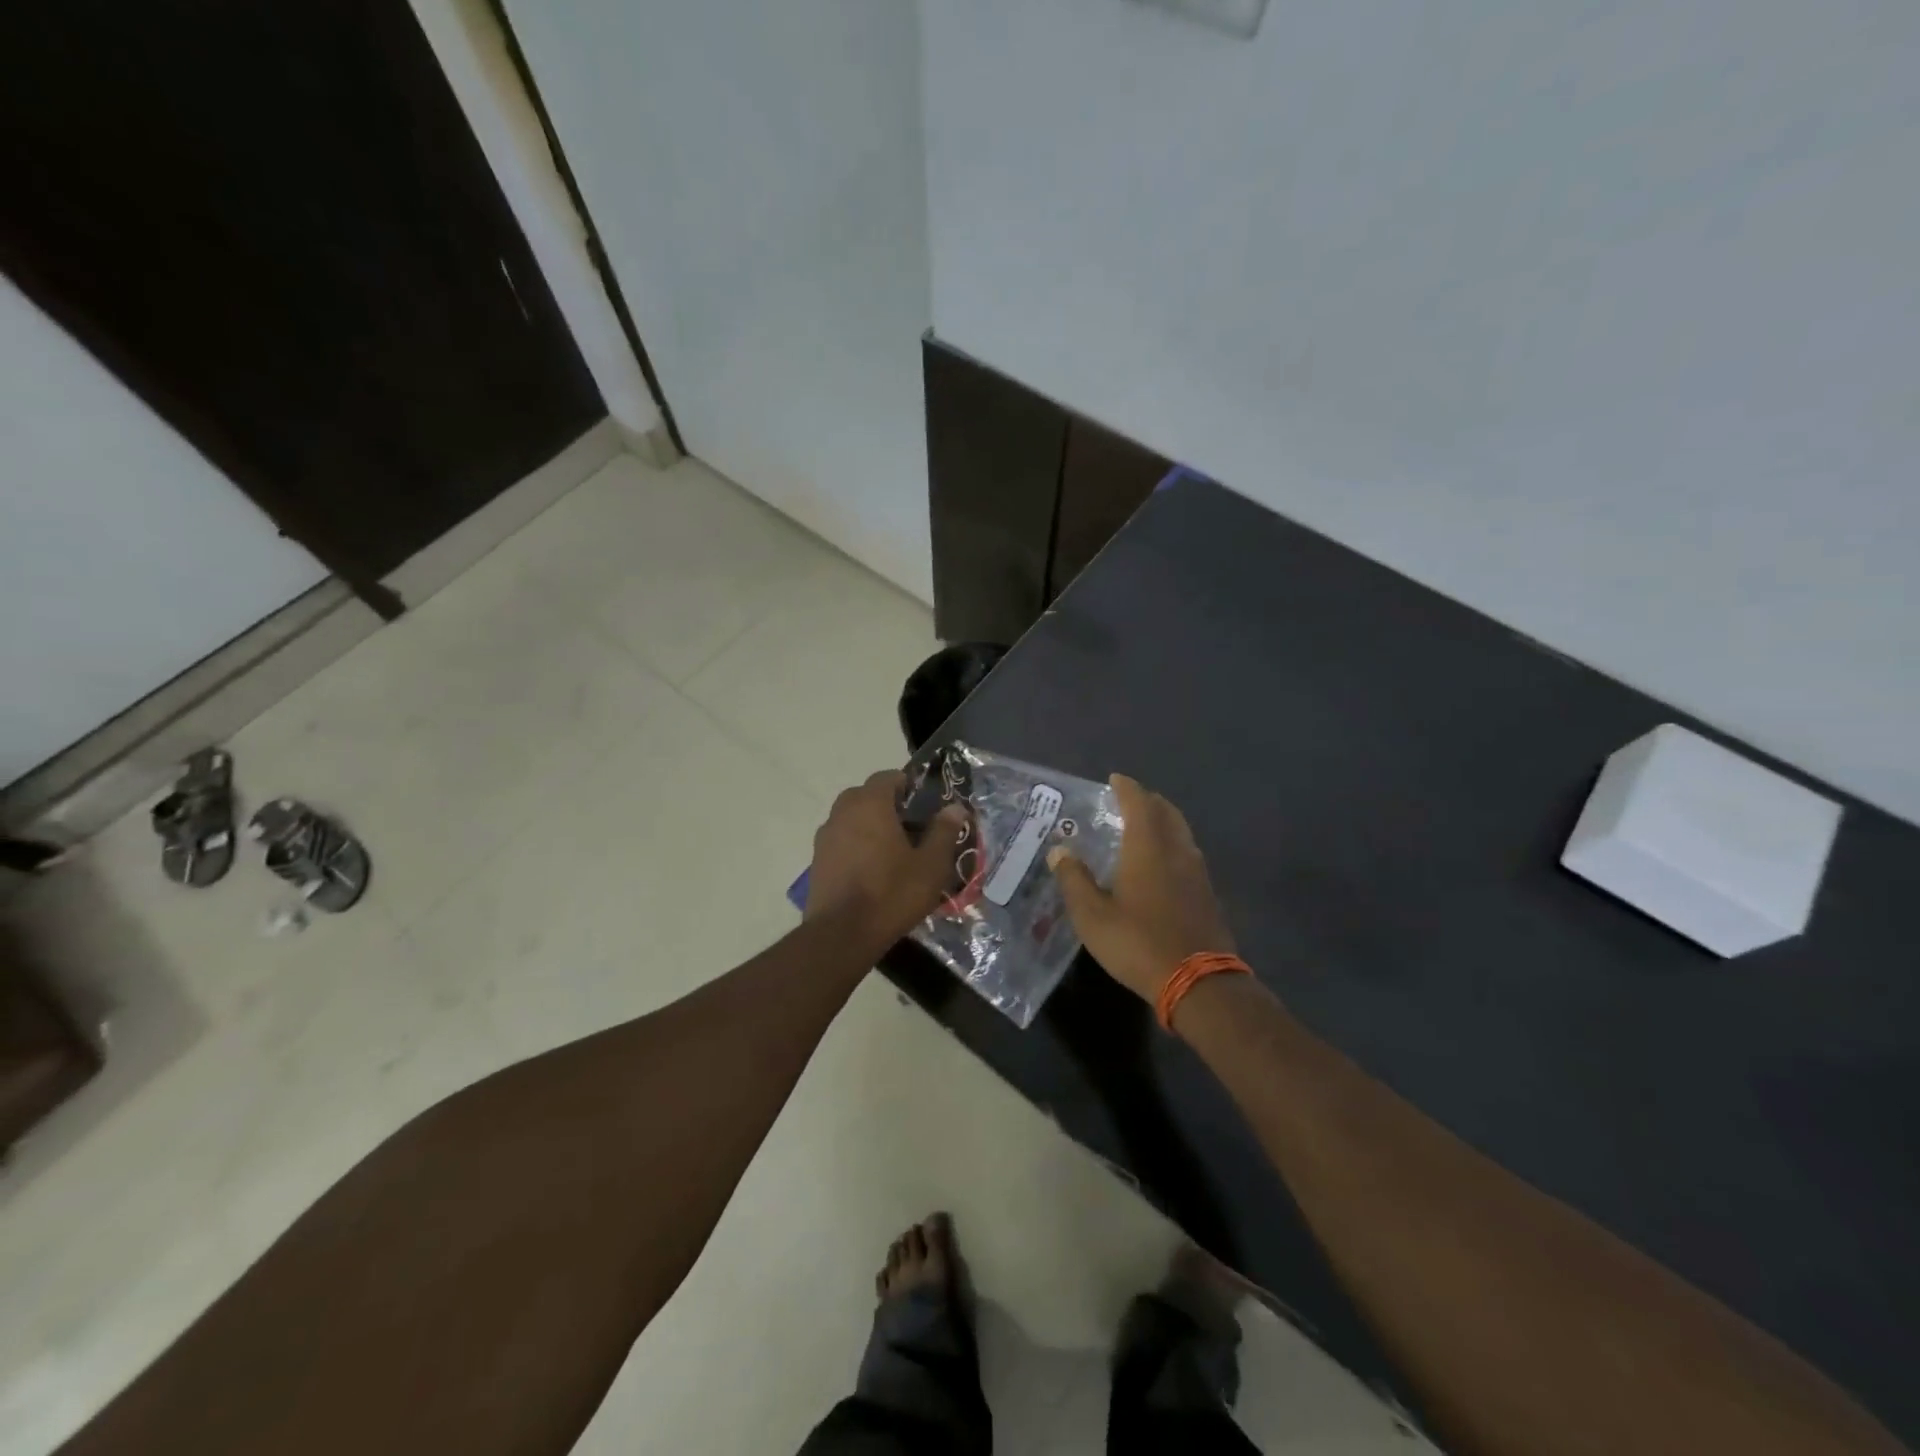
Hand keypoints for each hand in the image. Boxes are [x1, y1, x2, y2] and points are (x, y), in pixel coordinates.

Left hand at [806, 771, 967, 945]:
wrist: (841, 934)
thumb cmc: (892, 893)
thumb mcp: (930, 865)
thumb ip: (944, 831)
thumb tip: (955, 807)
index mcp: (870, 804)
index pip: (887, 777)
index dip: (907, 785)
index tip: (924, 805)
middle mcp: (842, 811)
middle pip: (866, 796)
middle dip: (888, 806)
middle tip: (912, 829)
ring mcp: (825, 836)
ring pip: (851, 818)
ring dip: (870, 826)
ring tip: (893, 852)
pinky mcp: (817, 860)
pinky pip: (841, 841)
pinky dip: (856, 846)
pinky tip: (872, 871)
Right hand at [1048, 774, 1234, 1002]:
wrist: (1198, 982)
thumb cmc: (1137, 943)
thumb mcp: (1092, 915)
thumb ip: (1074, 880)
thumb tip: (1059, 851)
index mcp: (1147, 848)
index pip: (1139, 804)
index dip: (1126, 788)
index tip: (1115, 779)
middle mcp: (1176, 851)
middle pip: (1167, 812)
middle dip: (1149, 800)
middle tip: (1130, 799)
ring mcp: (1197, 873)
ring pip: (1181, 833)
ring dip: (1164, 822)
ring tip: (1144, 827)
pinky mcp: (1207, 894)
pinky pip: (1188, 854)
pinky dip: (1173, 845)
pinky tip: (1162, 864)